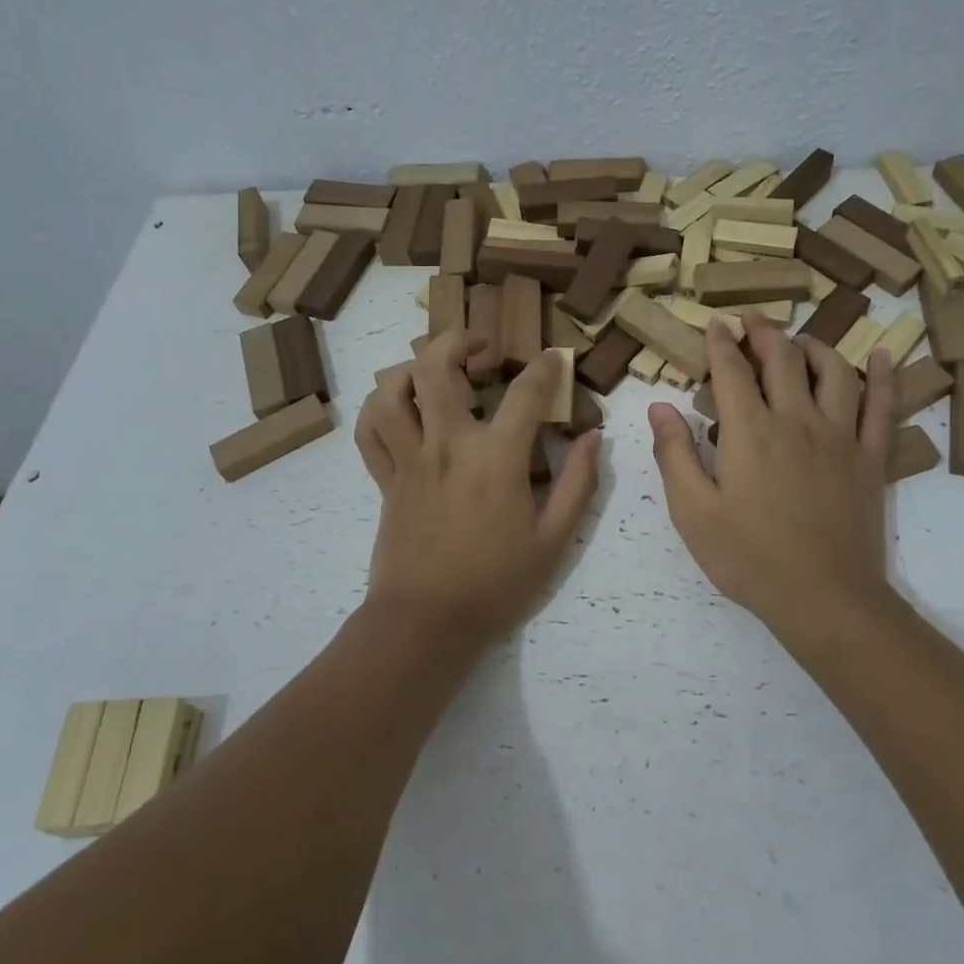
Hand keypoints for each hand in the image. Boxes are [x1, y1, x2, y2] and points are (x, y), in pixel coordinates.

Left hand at [354, 330, 600, 651]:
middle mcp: (448, 445)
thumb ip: (578, 483)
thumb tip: (593, 437)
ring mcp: (410, 460)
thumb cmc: (497, 583)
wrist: (427, 623)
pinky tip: (399, 407)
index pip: (525, 392)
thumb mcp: (554, 539)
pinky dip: (379, 408)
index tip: (554, 358)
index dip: (545, 366)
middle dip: (459, 340)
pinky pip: (370, 431)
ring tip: (435, 370)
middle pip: (436, 367)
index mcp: (496, 458)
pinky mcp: (386, 480)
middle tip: (481, 345)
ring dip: (412, 367)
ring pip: (392, 391)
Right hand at [648, 315, 896, 653]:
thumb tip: (660, 405)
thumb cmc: (748, 557)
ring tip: (801, 339)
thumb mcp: (693, 511)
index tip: (714, 324)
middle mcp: (797, 420)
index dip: (720, 343)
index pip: (732, 370)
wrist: (823, 598)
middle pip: (783, 359)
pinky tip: (884, 357)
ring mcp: (841, 437)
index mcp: (750, 431)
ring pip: (834, 372)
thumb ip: (674, 453)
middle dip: (765, 332)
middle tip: (753, 318)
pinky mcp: (871, 459)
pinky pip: (882, 407)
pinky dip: (884, 378)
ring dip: (815, 346)